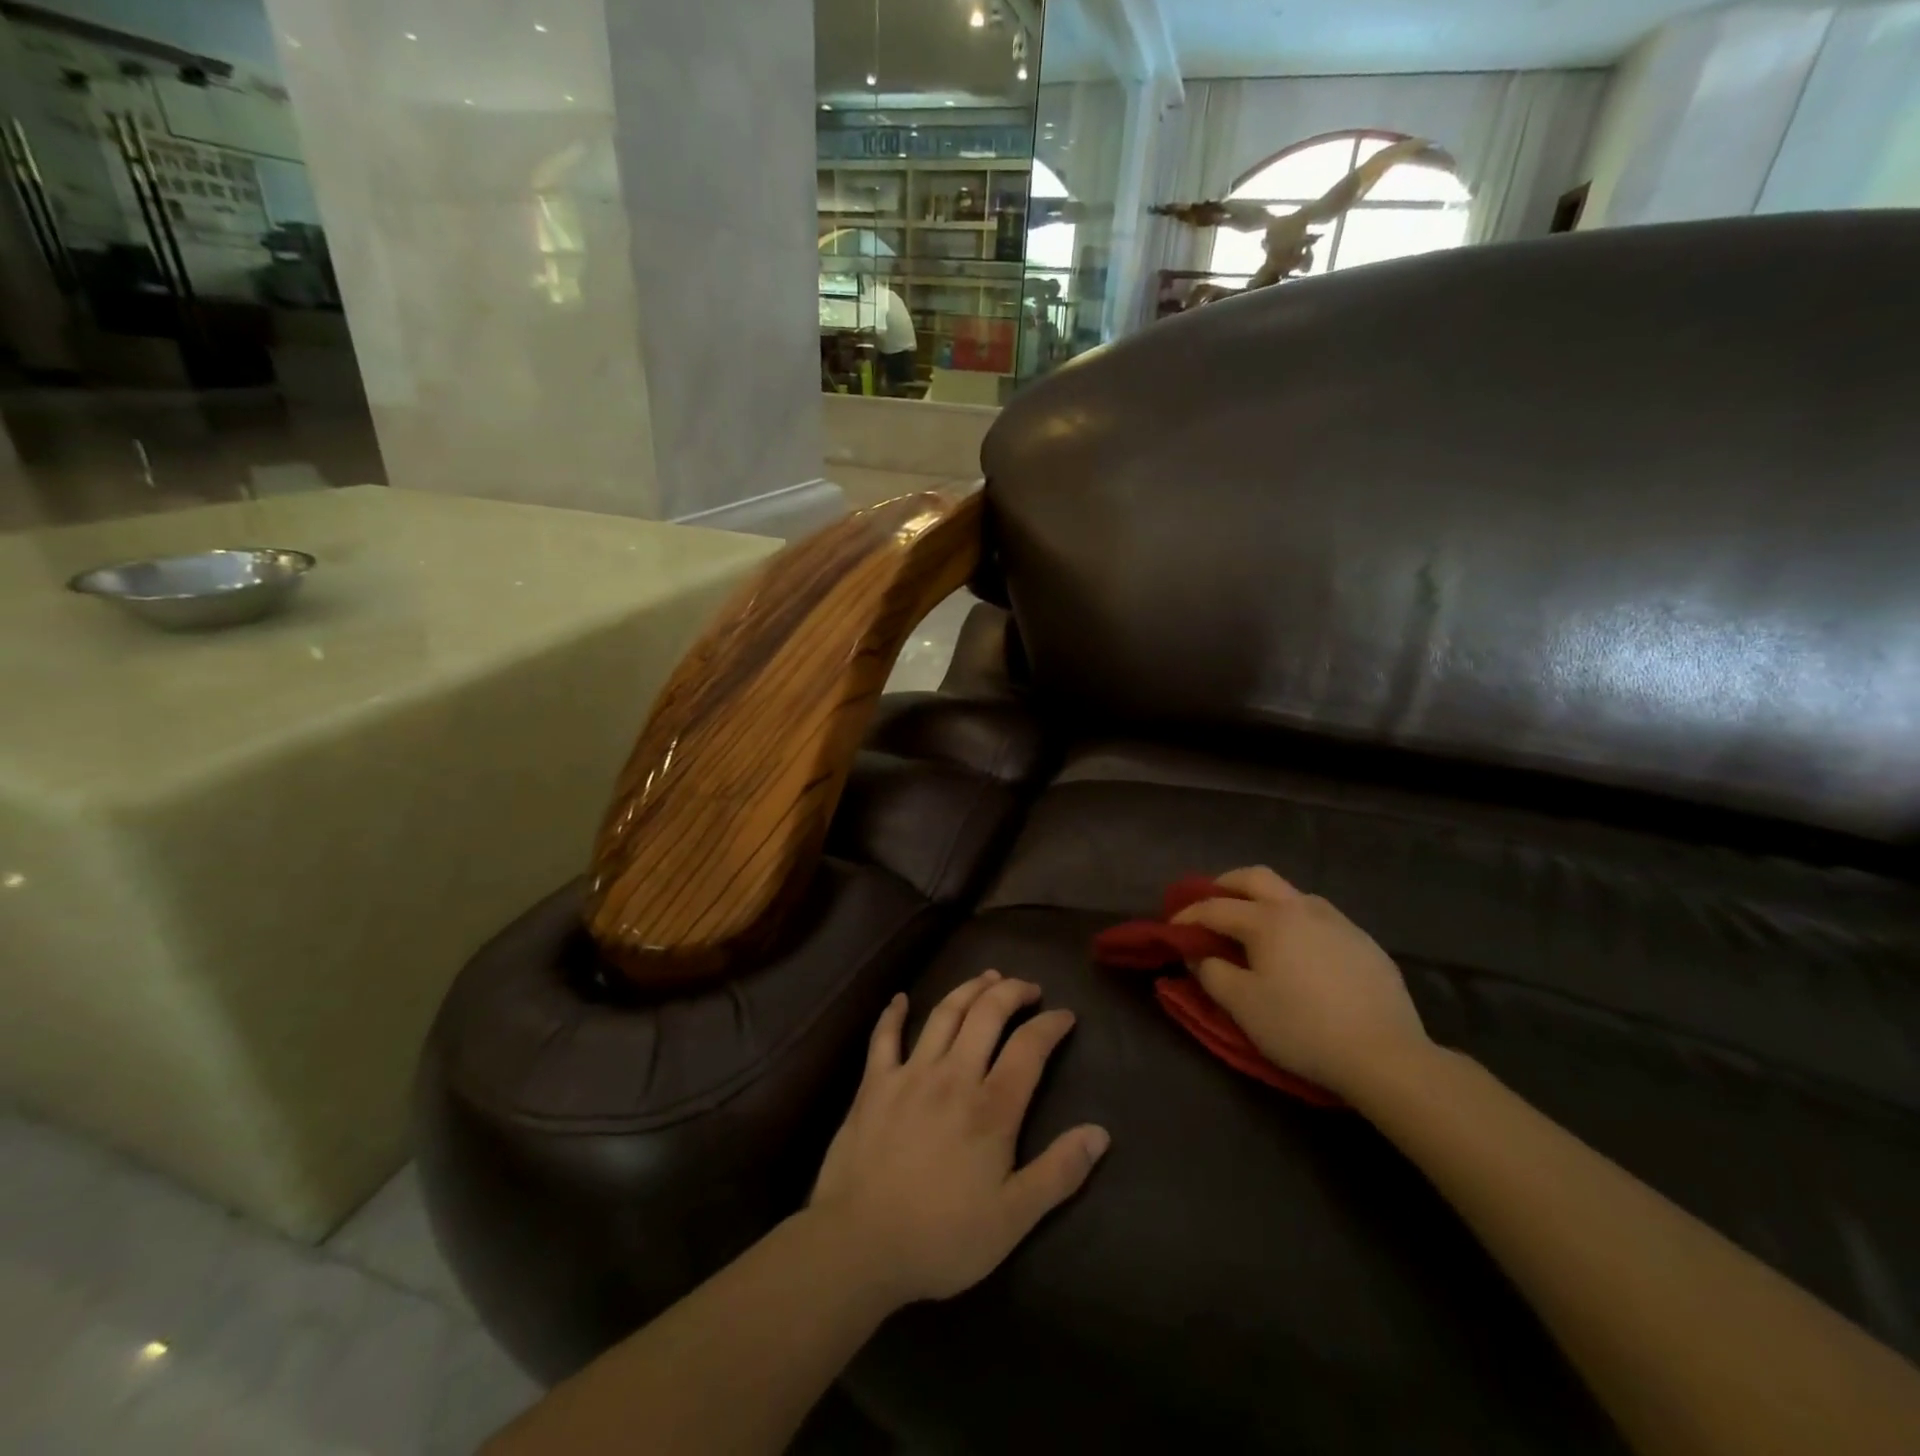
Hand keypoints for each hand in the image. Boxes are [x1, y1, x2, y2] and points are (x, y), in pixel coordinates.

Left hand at [809, 971, 1109, 1305]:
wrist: (860, 1244)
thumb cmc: (942, 1237)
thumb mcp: (1013, 1218)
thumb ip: (1059, 1172)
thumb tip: (1100, 1133)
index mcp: (991, 1107)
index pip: (1029, 1047)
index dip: (1050, 1025)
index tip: (1065, 1015)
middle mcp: (953, 1076)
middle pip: (987, 1014)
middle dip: (1012, 992)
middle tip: (1028, 988)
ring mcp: (910, 1074)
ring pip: (944, 1013)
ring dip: (968, 989)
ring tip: (987, 978)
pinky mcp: (874, 1083)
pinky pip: (884, 1037)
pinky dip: (893, 1014)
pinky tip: (900, 999)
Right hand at [1173, 867, 1432, 1100]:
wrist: (1385, 1055)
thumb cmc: (1302, 1028)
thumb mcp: (1243, 1006)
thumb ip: (1212, 973)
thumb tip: (1199, 954)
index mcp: (1267, 920)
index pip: (1215, 908)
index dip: (1188, 916)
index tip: (1171, 929)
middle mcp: (1300, 908)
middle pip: (1255, 878)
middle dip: (1225, 885)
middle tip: (1210, 903)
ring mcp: (1337, 921)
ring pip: (1291, 893)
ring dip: (1264, 900)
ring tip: (1255, 927)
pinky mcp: (1364, 942)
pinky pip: (1319, 918)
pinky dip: (1296, 922)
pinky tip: (1299, 951)